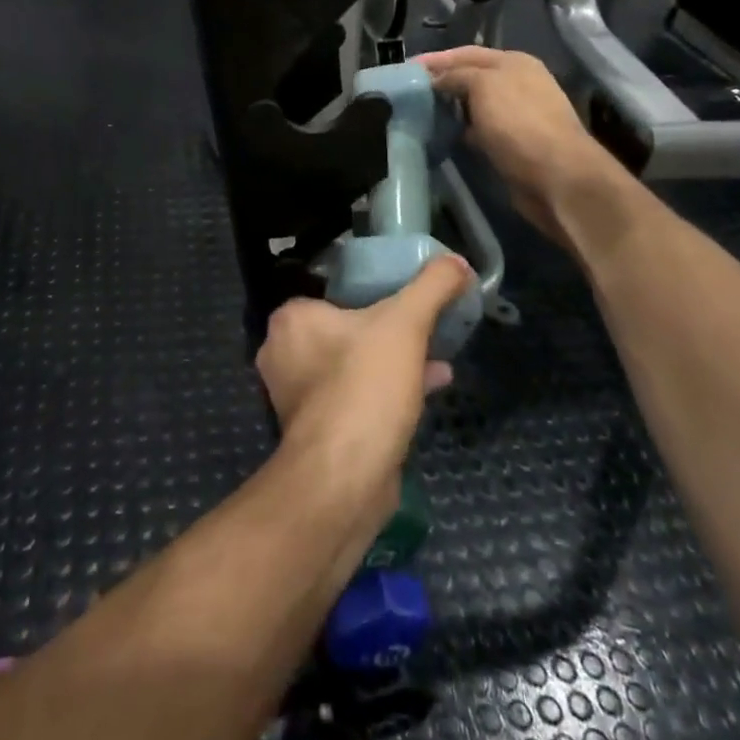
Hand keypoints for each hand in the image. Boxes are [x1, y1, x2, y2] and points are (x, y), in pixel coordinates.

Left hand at [258, 259, 471, 512]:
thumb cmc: (365, 386)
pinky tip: (428, 389)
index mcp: (291, 319)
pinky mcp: (315, 430)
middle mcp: (283, 353)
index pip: (334, 292)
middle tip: (425, 329)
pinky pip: (354, 397)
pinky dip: (386, 391)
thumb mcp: (406, 324)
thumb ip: (432, 286)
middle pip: (345, 329)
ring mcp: (295, 395)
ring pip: (351, 365)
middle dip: (388, 331)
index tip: (407, 300)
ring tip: (437, 358)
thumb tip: (457, 261)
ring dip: (392, 362)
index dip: (373, 293)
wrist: (345, 477)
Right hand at [418, 47, 612, 246]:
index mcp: (514, 62)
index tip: (407, 68)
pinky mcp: (513, 143)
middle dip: (442, 82)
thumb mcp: (483, 86)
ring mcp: (517, 114)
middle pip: (471, 77)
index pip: (467, 53)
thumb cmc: (518, 123)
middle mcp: (518, 84)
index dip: (437, 59)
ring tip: (419, 112)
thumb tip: (437, 80)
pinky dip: (461, 130)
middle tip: (409, 91)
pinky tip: (444, 135)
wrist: (556, 176)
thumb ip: (457, 76)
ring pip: (474, 105)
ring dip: (450, 107)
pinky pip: (480, 129)